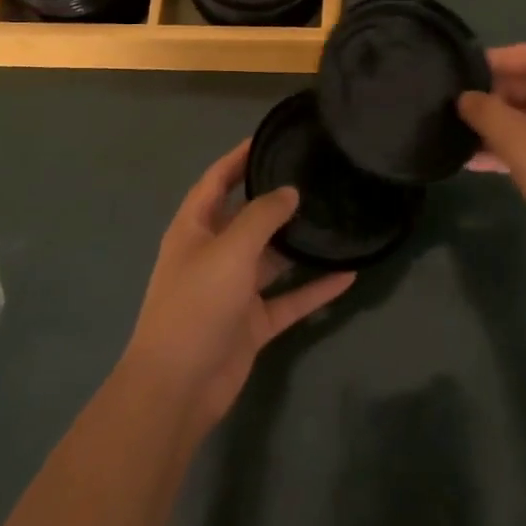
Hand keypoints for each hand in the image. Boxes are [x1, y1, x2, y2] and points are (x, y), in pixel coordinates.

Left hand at [121, 141, 355, 433]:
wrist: (178, 386)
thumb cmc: (196, 304)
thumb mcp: (229, 250)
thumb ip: (262, 217)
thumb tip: (289, 192)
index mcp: (194, 229)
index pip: (216, 181)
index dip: (238, 157)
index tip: (269, 138)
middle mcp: (213, 254)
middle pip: (247, 218)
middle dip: (276, 200)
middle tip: (316, 178)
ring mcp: (233, 290)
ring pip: (271, 259)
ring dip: (299, 245)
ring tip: (336, 220)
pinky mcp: (252, 323)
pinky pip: (288, 298)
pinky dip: (314, 288)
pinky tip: (347, 275)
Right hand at [459, 43, 525, 277]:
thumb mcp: (520, 141)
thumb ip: (486, 112)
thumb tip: (463, 97)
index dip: (501, 58)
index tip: (465, 70)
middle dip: (499, 95)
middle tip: (461, 105)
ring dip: (503, 124)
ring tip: (462, 134)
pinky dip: (517, 148)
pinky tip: (480, 161)